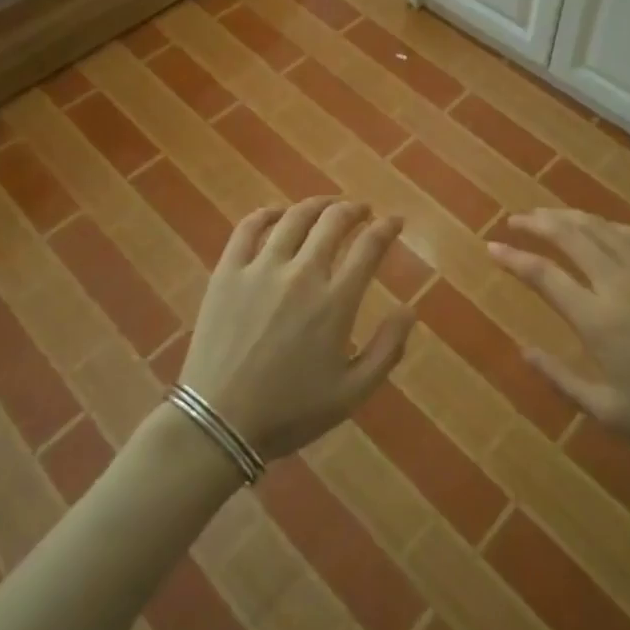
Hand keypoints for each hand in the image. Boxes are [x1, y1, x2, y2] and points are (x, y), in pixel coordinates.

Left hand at [179, 197, 415, 460]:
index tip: (394, 221)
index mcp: (335, 302)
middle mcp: (302, 274)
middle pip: (334, 222)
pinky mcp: (228, 271)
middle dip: (354, 210)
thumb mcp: (351, 393)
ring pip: (294, 218)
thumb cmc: (290, 412)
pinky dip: (266, 213)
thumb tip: (410, 310)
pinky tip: (276, 213)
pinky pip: (248, 228)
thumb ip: (387, 350)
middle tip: (361, 211)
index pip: (369, 247)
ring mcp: (261, 268)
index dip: (386, 228)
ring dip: (317, 205)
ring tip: (327, 206)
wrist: (219, 423)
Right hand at [490, 209, 629, 469]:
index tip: (492, 246)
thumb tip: (523, 351)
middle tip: (516, 220)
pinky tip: (601, 228)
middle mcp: (618, 283)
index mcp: (598, 320)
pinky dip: (609, 226)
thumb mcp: (610, 413)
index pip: (544, 275)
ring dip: (569, 216)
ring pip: (600, 228)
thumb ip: (561, 379)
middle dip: (537, 223)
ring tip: (548, 215)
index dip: (514, 258)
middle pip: (569, 236)